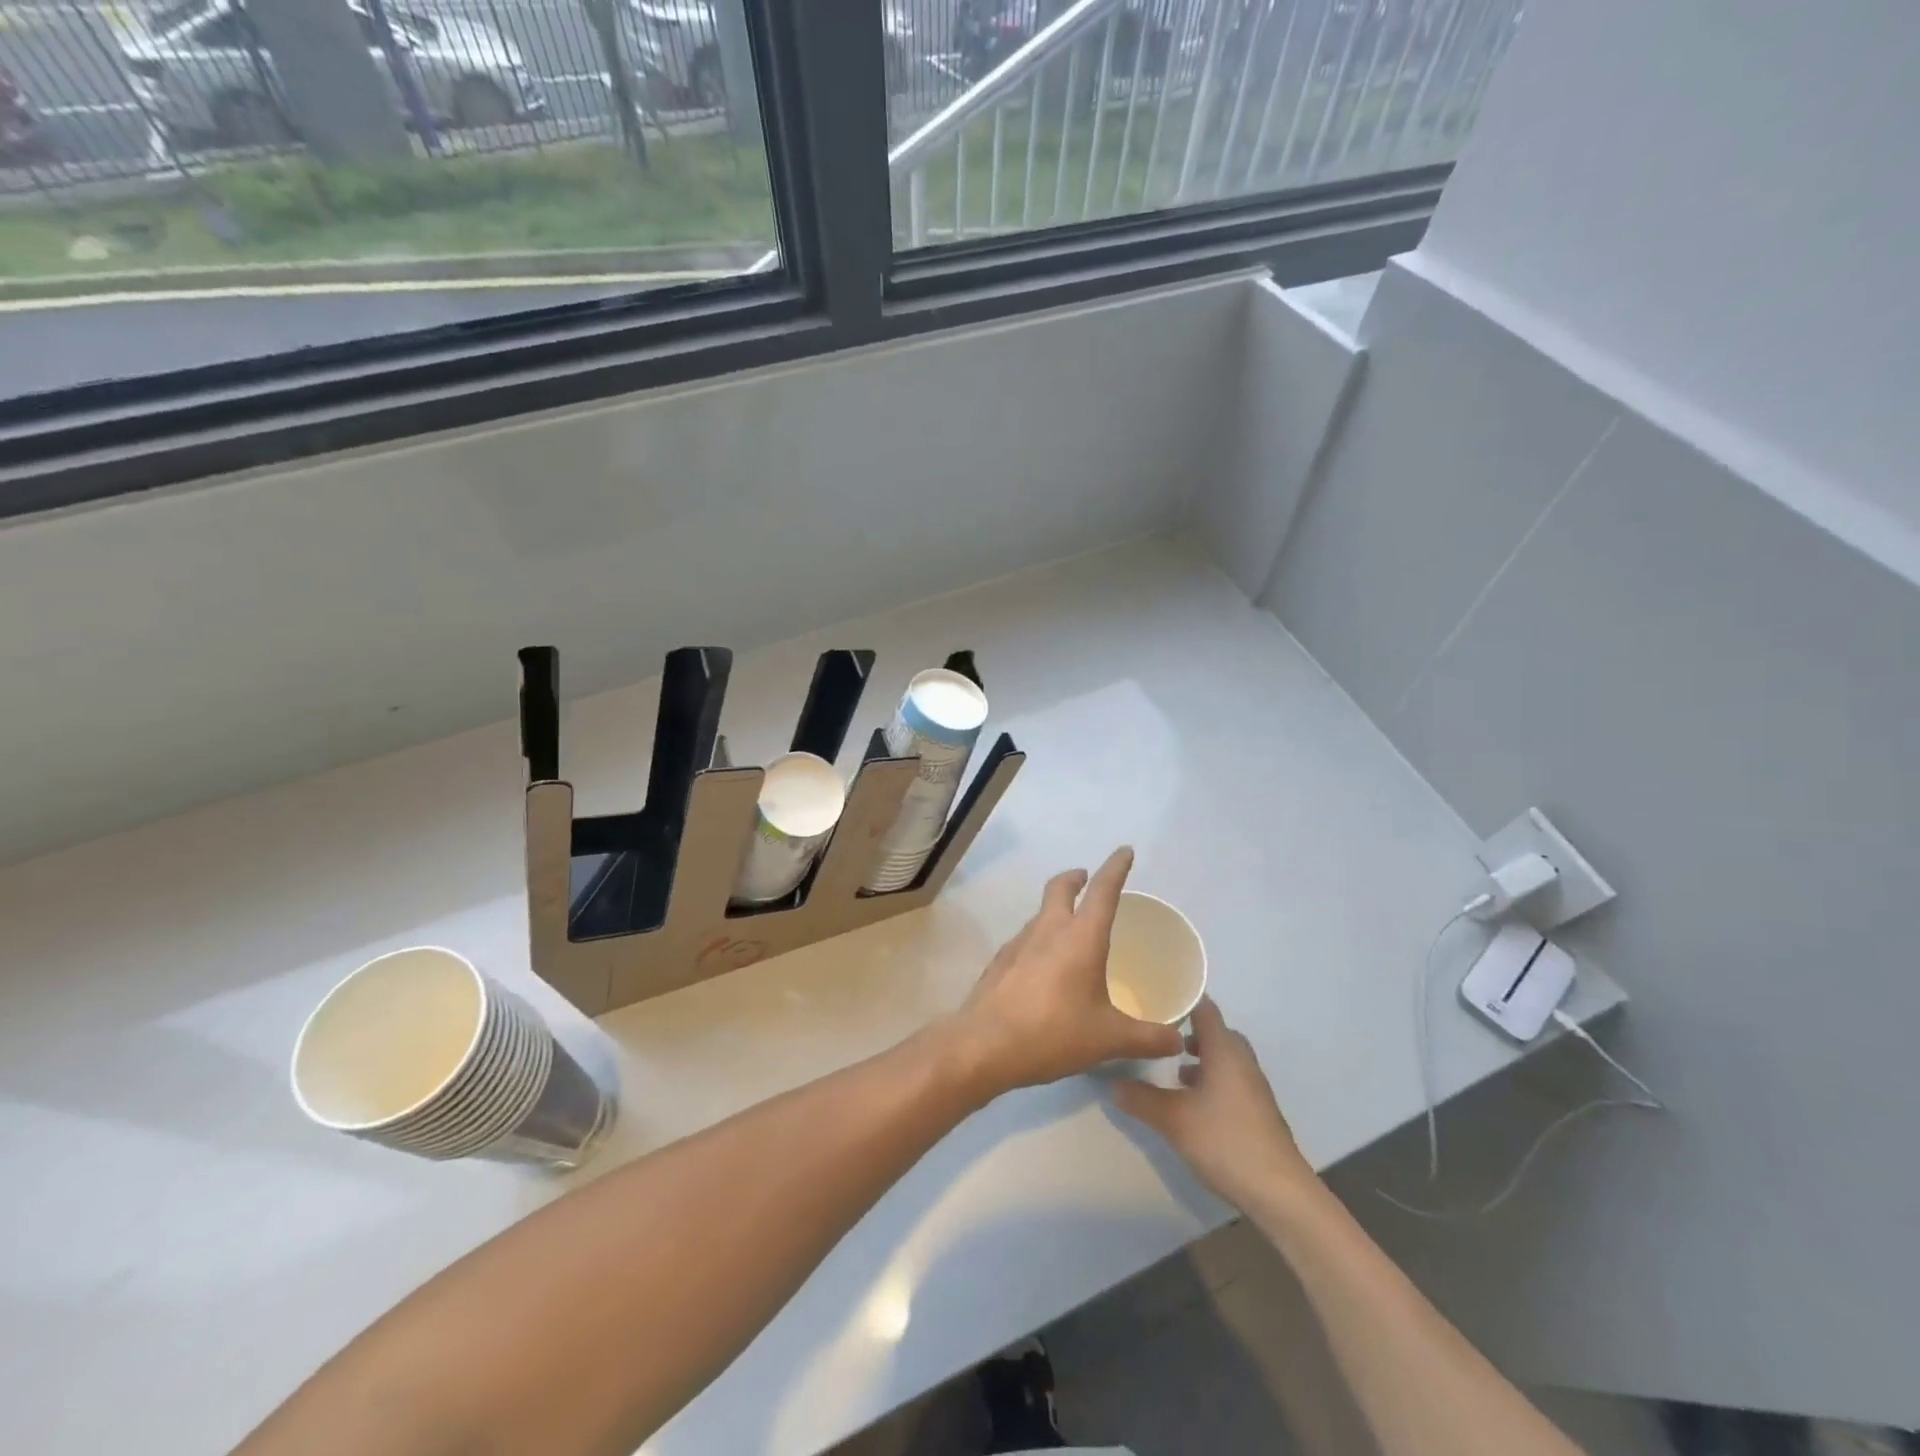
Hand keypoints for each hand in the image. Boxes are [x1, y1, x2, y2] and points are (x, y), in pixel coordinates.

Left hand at [949, 847, 1184, 1097]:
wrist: (984, 1044)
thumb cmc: (1053, 1032)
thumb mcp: (1109, 1039)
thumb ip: (1147, 1038)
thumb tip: (1176, 1038)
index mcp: (1081, 938)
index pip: (1103, 891)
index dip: (1116, 868)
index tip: (1124, 851)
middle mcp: (1049, 930)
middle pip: (1061, 888)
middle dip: (1076, 878)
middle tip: (1086, 879)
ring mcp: (1019, 943)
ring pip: (1041, 913)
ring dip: (1056, 909)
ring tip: (1070, 929)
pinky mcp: (1000, 961)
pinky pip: (1025, 939)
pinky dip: (1039, 939)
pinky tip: (1044, 967)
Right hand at [1112, 997, 1319, 1212]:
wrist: (1280, 1193)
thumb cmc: (1225, 1141)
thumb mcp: (1173, 1120)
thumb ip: (1140, 1099)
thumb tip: (1112, 1083)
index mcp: (1225, 1050)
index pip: (1204, 1008)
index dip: (1180, 1000)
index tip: (1153, 999)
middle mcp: (1242, 1061)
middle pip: (1216, 1032)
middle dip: (1188, 1031)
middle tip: (1158, 1034)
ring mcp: (1254, 1087)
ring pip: (1224, 1058)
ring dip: (1201, 1058)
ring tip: (1173, 1070)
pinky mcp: (1257, 1110)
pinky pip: (1231, 1080)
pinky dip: (1212, 1080)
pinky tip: (1193, 1102)